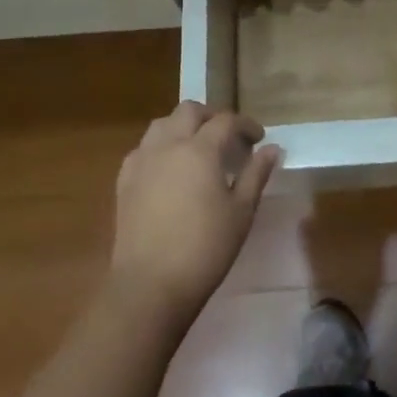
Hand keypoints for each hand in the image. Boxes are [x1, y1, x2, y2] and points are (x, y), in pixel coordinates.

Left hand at [110, 101, 280, 318]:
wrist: (150, 285)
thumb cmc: (205, 249)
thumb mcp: (241, 212)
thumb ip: (256, 175)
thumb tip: (272, 149)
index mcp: (200, 150)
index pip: (226, 121)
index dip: (246, 125)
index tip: (258, 140)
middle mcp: (168, 145)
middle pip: (189, 111)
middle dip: (212, 117)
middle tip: (228, 137)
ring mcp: (142, 161)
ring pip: (162, 124)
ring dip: (183, 126)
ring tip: (198, 147)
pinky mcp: (124, 180)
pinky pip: (144, 147)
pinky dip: (160, 146)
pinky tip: (170, 168)